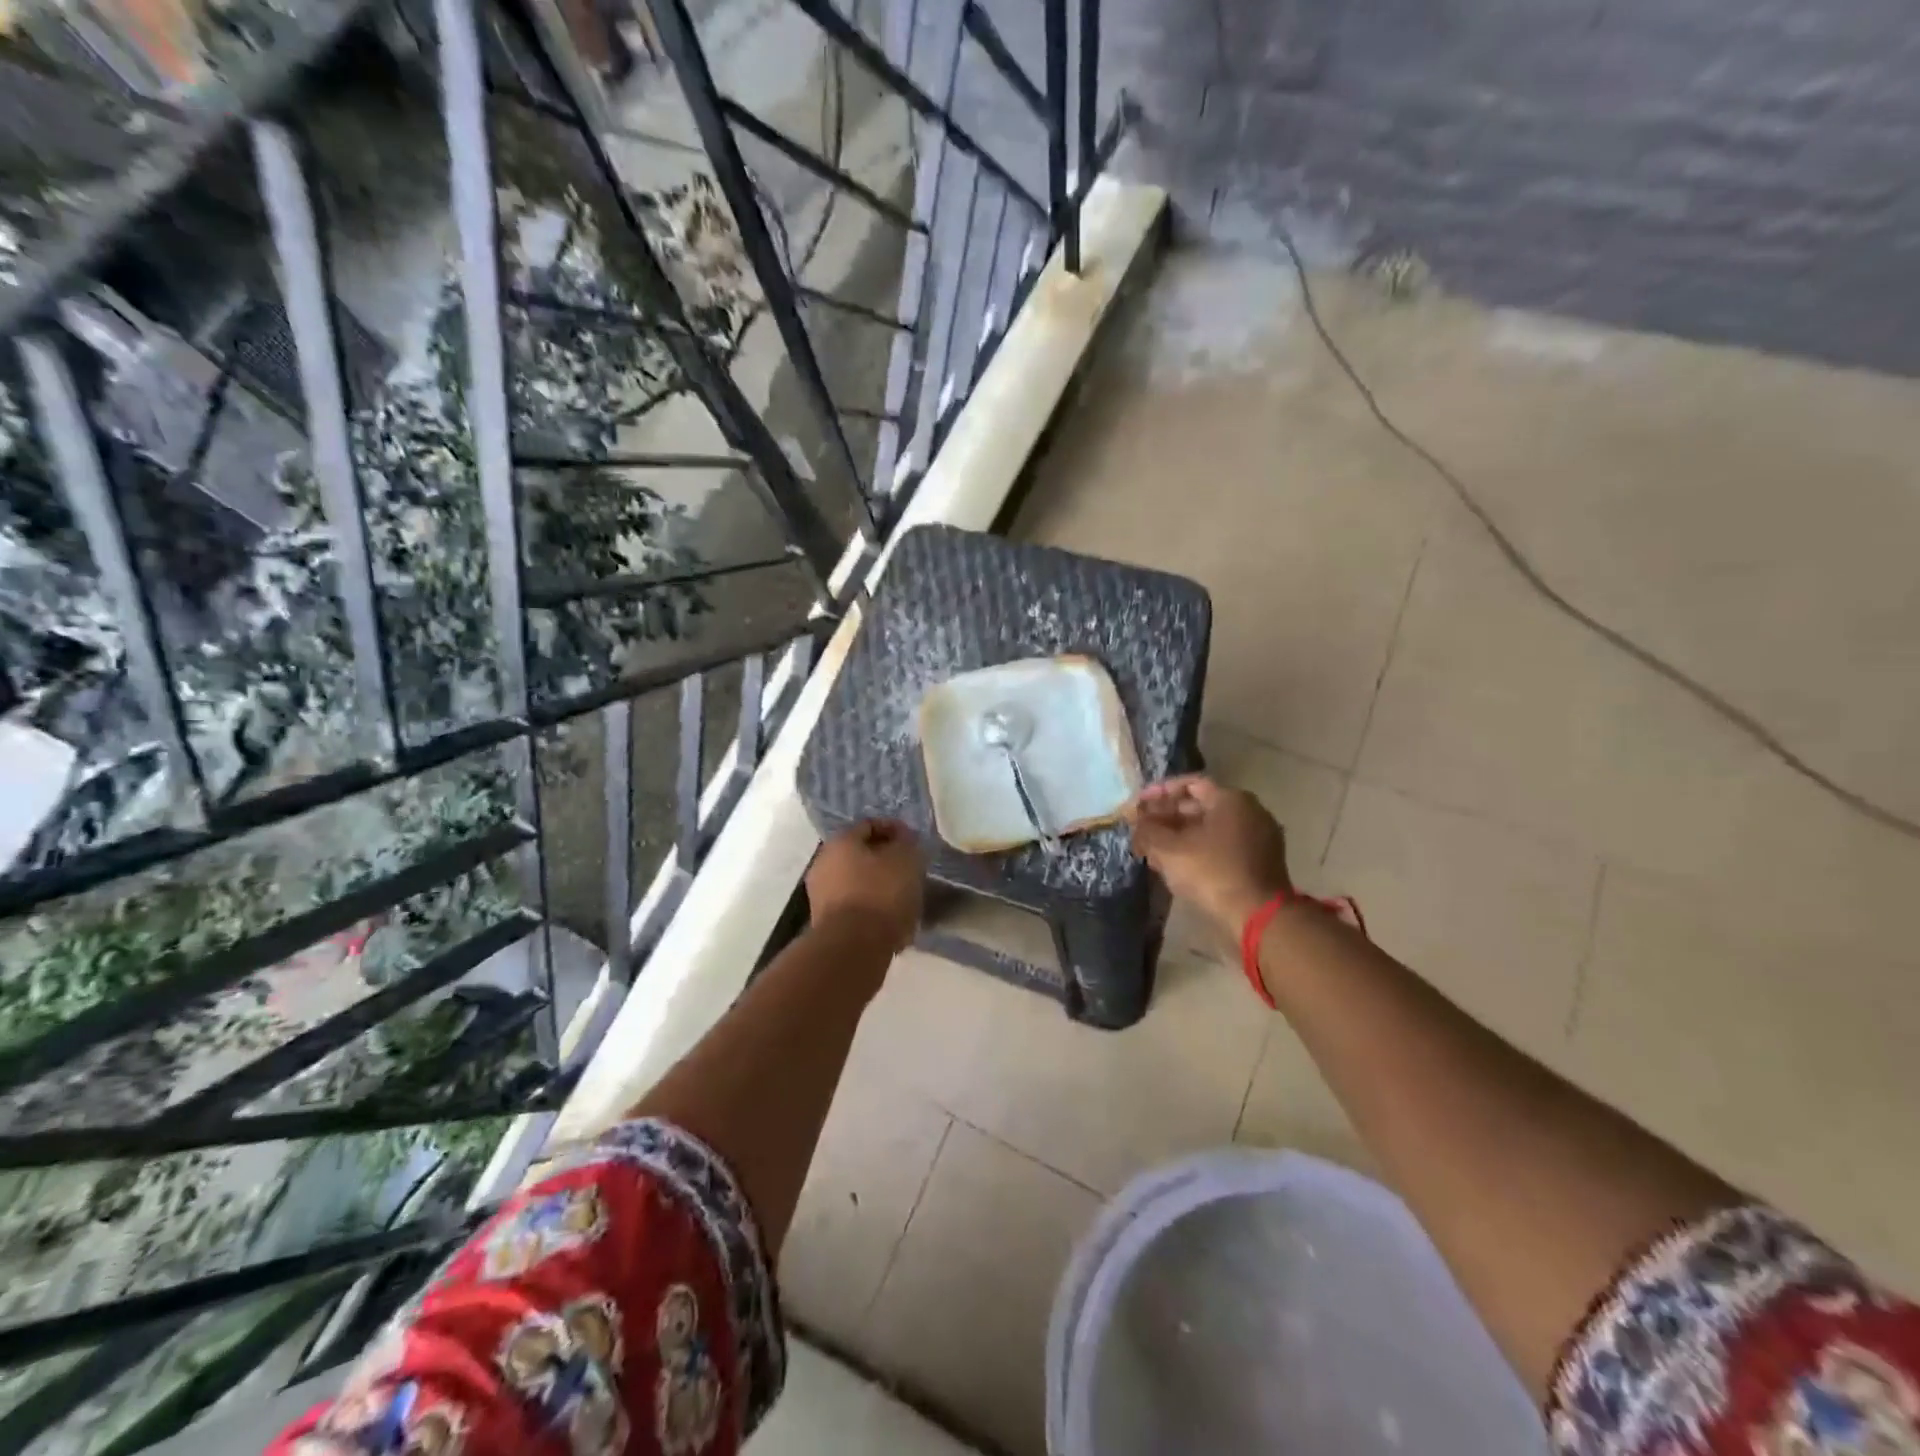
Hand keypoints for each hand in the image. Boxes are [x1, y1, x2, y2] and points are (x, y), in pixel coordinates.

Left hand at [805, 819, 926, 954]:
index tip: (915, 843)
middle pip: (860, 854)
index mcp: (840, 841)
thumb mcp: (906, 860)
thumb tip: (903, 839)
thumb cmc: (881, 893)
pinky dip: (871, 906)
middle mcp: (823, 862)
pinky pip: (854, 905)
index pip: (870, 825)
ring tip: (904, 896)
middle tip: (910, 869)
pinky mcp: (825, 922)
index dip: (895, 830)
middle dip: (885, 859)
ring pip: (857, 881)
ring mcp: (820, 894)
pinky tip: (891, 917)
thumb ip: (907, 843)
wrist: (853, 947)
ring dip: (879, 884)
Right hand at [1127, 776, 1291, 941]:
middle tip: (1142, 830)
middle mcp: (1250, 812)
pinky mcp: (1259, 862)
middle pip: (1200, 806)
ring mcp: (1258, 838)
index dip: (1160, 793)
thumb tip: (1135, 819)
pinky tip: (1174, 866)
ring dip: (1178, 836)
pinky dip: (1197, 850)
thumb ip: (1148, 829)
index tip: (1138, 805)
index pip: (1190, 784)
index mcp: (1232, 799)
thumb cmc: (1211, 872)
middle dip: (1166, 817)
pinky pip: (1222, 847)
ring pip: (1209, 829)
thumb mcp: (1169, 849)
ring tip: (1152, 851)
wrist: (1257, 917)